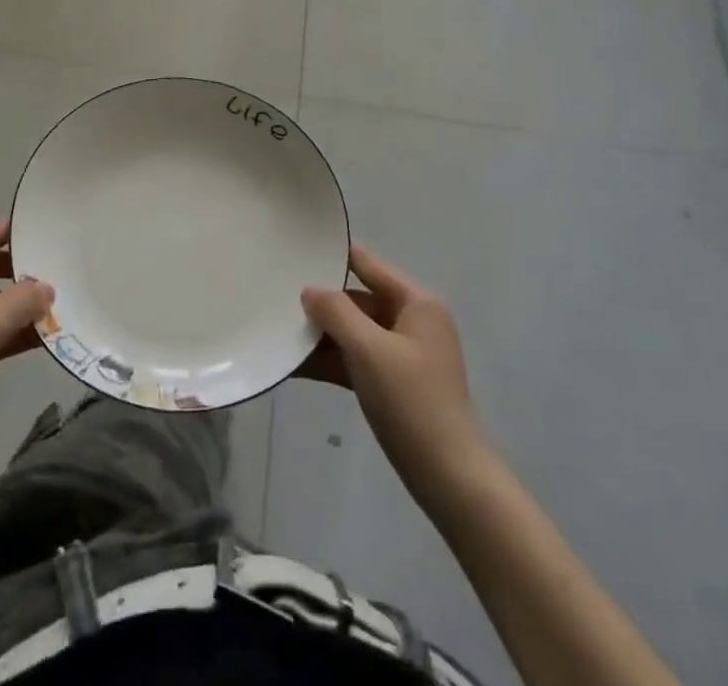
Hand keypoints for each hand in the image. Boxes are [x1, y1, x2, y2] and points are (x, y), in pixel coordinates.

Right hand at [298, 245, 486, 509]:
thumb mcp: (368, 350)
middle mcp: (413, 321)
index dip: (335, 257)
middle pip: (360, 300)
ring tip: (279, 332)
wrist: (448, 476)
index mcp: (417, 303)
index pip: (369, 265)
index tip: (296, 250)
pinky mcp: (395, 383)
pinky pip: (357, 360)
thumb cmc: (411, 401)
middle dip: (322, 304)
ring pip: (355, 333)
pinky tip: (295, 364)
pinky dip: (332, 361)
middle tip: (278, 298)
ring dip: (322, 336)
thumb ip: (336, 312)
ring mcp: (404, 354)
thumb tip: (310, 290)